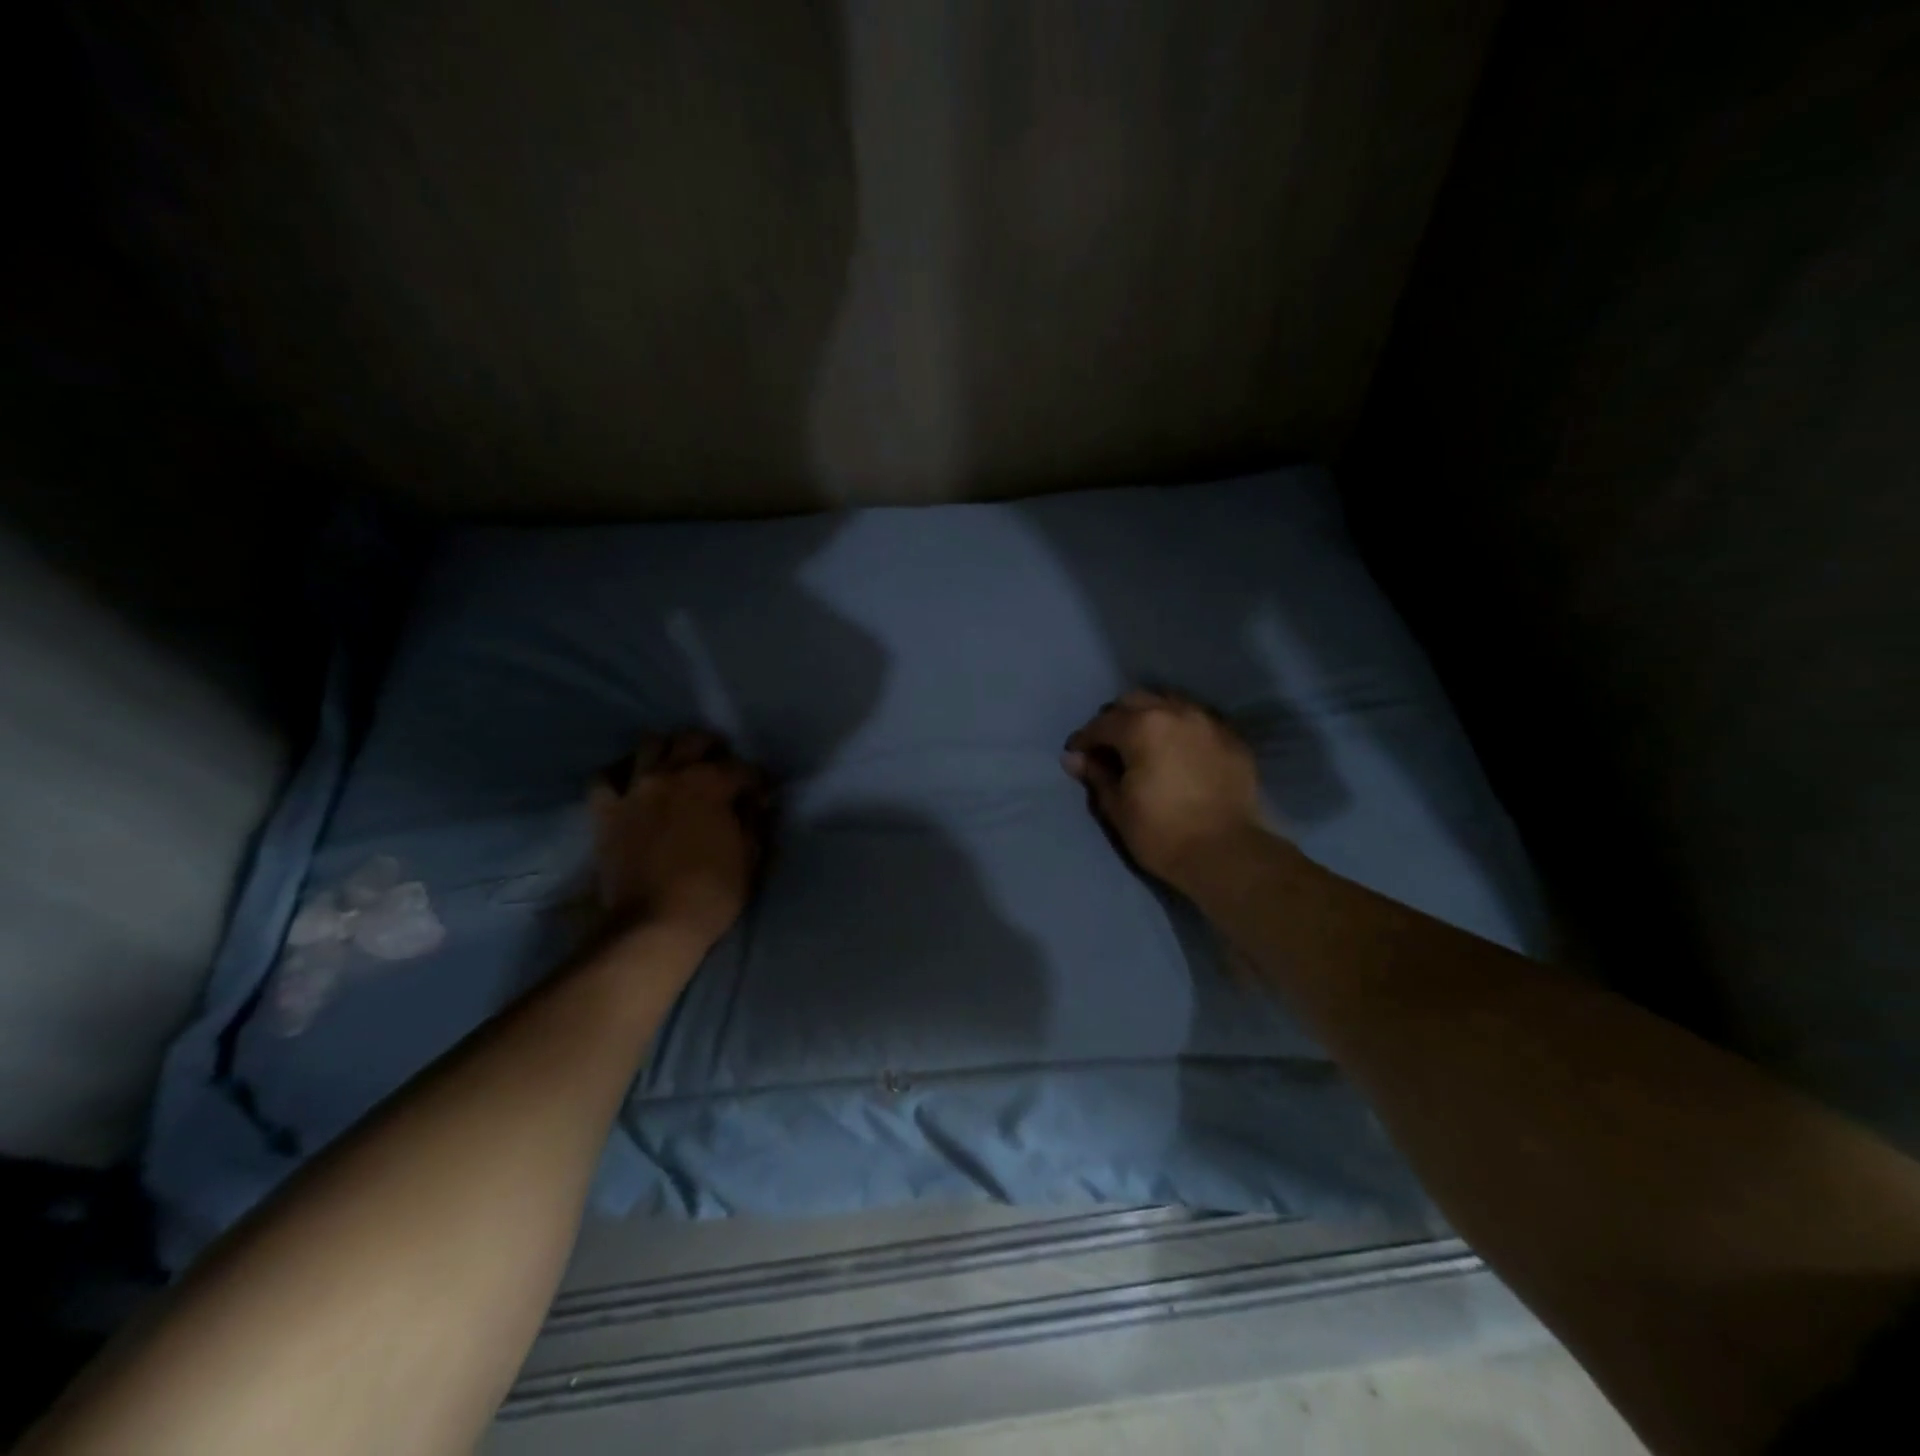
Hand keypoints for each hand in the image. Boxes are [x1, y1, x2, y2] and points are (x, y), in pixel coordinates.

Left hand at [588, 730, 769, 948]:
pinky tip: (632, 781)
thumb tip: (754, 802)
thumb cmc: (712, 892)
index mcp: (711, 785)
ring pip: (650, 744)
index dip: (756, 781)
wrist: (654, 924)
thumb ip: (753, 821)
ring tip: (677, 766)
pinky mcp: (606, 810)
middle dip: (714, 749)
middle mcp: (672, 775)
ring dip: (669, 749)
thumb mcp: (750, 856)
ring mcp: (635, 789)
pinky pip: (605, 777)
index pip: (742, 768)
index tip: (760, 797)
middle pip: (694, 740)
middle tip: (721, 769)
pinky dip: (620, 773)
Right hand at [1063, 689, 1272, 891]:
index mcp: (1142, 727)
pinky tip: (1179, 752)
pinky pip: (1199, 722)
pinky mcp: (1234, 740)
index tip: (1077, 755)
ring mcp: (1209, 723)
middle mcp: (1176, 713)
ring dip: (1152, 717)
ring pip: (1171, 704)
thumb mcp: (1117, 807)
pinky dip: (1182, 730)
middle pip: (1136, 701)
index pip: (1102, 724)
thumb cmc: (1161, 833)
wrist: (1225, 854)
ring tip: (1145, 744)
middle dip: (1117, 719)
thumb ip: (1096, 775)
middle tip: (1110, 747)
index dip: (1084, 739)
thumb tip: (1074, 758)